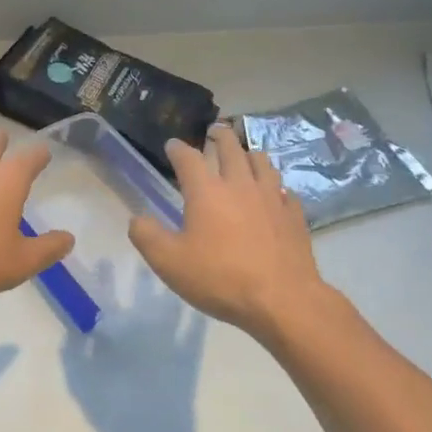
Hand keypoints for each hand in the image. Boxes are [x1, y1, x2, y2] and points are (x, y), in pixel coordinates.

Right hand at [128, 122, 326, 343]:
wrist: (282, 299)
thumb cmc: (220, 278)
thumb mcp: (168, 262)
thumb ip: (147, 236)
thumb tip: (137, 219)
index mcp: (206, 191)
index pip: (188, 157)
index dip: (178, 148)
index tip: (172, 145)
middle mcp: (240, 184)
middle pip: (230, 148)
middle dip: (219, 136)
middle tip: (214, 131)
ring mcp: (271, 197)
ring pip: (261, 162)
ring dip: (249, 153)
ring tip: (245, 154)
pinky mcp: (293, 215)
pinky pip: (284, 190)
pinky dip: (275, 185)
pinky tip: (274, 192)